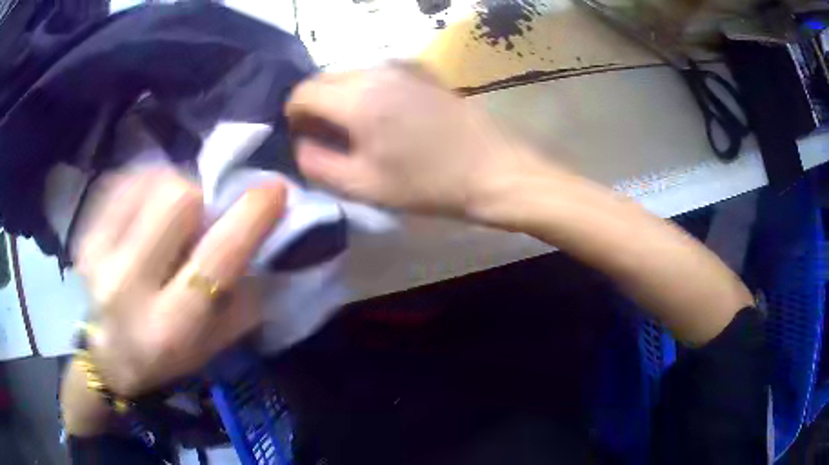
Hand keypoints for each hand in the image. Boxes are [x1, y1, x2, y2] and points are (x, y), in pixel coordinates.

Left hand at [74, 169, 284, 396]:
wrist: (102, 356)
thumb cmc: (162, 357)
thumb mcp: (211, 347)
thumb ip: (242, 301)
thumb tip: (267, 242)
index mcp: (168, 326)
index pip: (216, 258)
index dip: (251, 217)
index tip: (275, 190)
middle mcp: (127, 286)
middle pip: (179, 199)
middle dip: (201, 200)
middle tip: (199, 220)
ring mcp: (97, 252)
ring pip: (153, 181)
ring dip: (174, 191)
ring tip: (168, 220)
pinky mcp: (84, 231)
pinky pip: (126, 179)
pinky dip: (146, 185)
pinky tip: (146, 211)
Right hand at [286, 64, 543, 218]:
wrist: (492, 170)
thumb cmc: (428, 184)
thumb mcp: (363, 185)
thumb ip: (317, 163)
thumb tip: (300, 143)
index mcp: (358, 99)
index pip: (303, 92)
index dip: (294, 114)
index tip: (302, 136)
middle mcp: (376, 71)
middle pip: (325, 79)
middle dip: (316, 105)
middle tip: (326, 137)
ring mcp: (403, 66)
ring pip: (351, 75)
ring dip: (341, 98)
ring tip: (355, 129)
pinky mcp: (422, 70)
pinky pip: (377, 74)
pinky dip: (367, 91)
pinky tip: (383, 116)